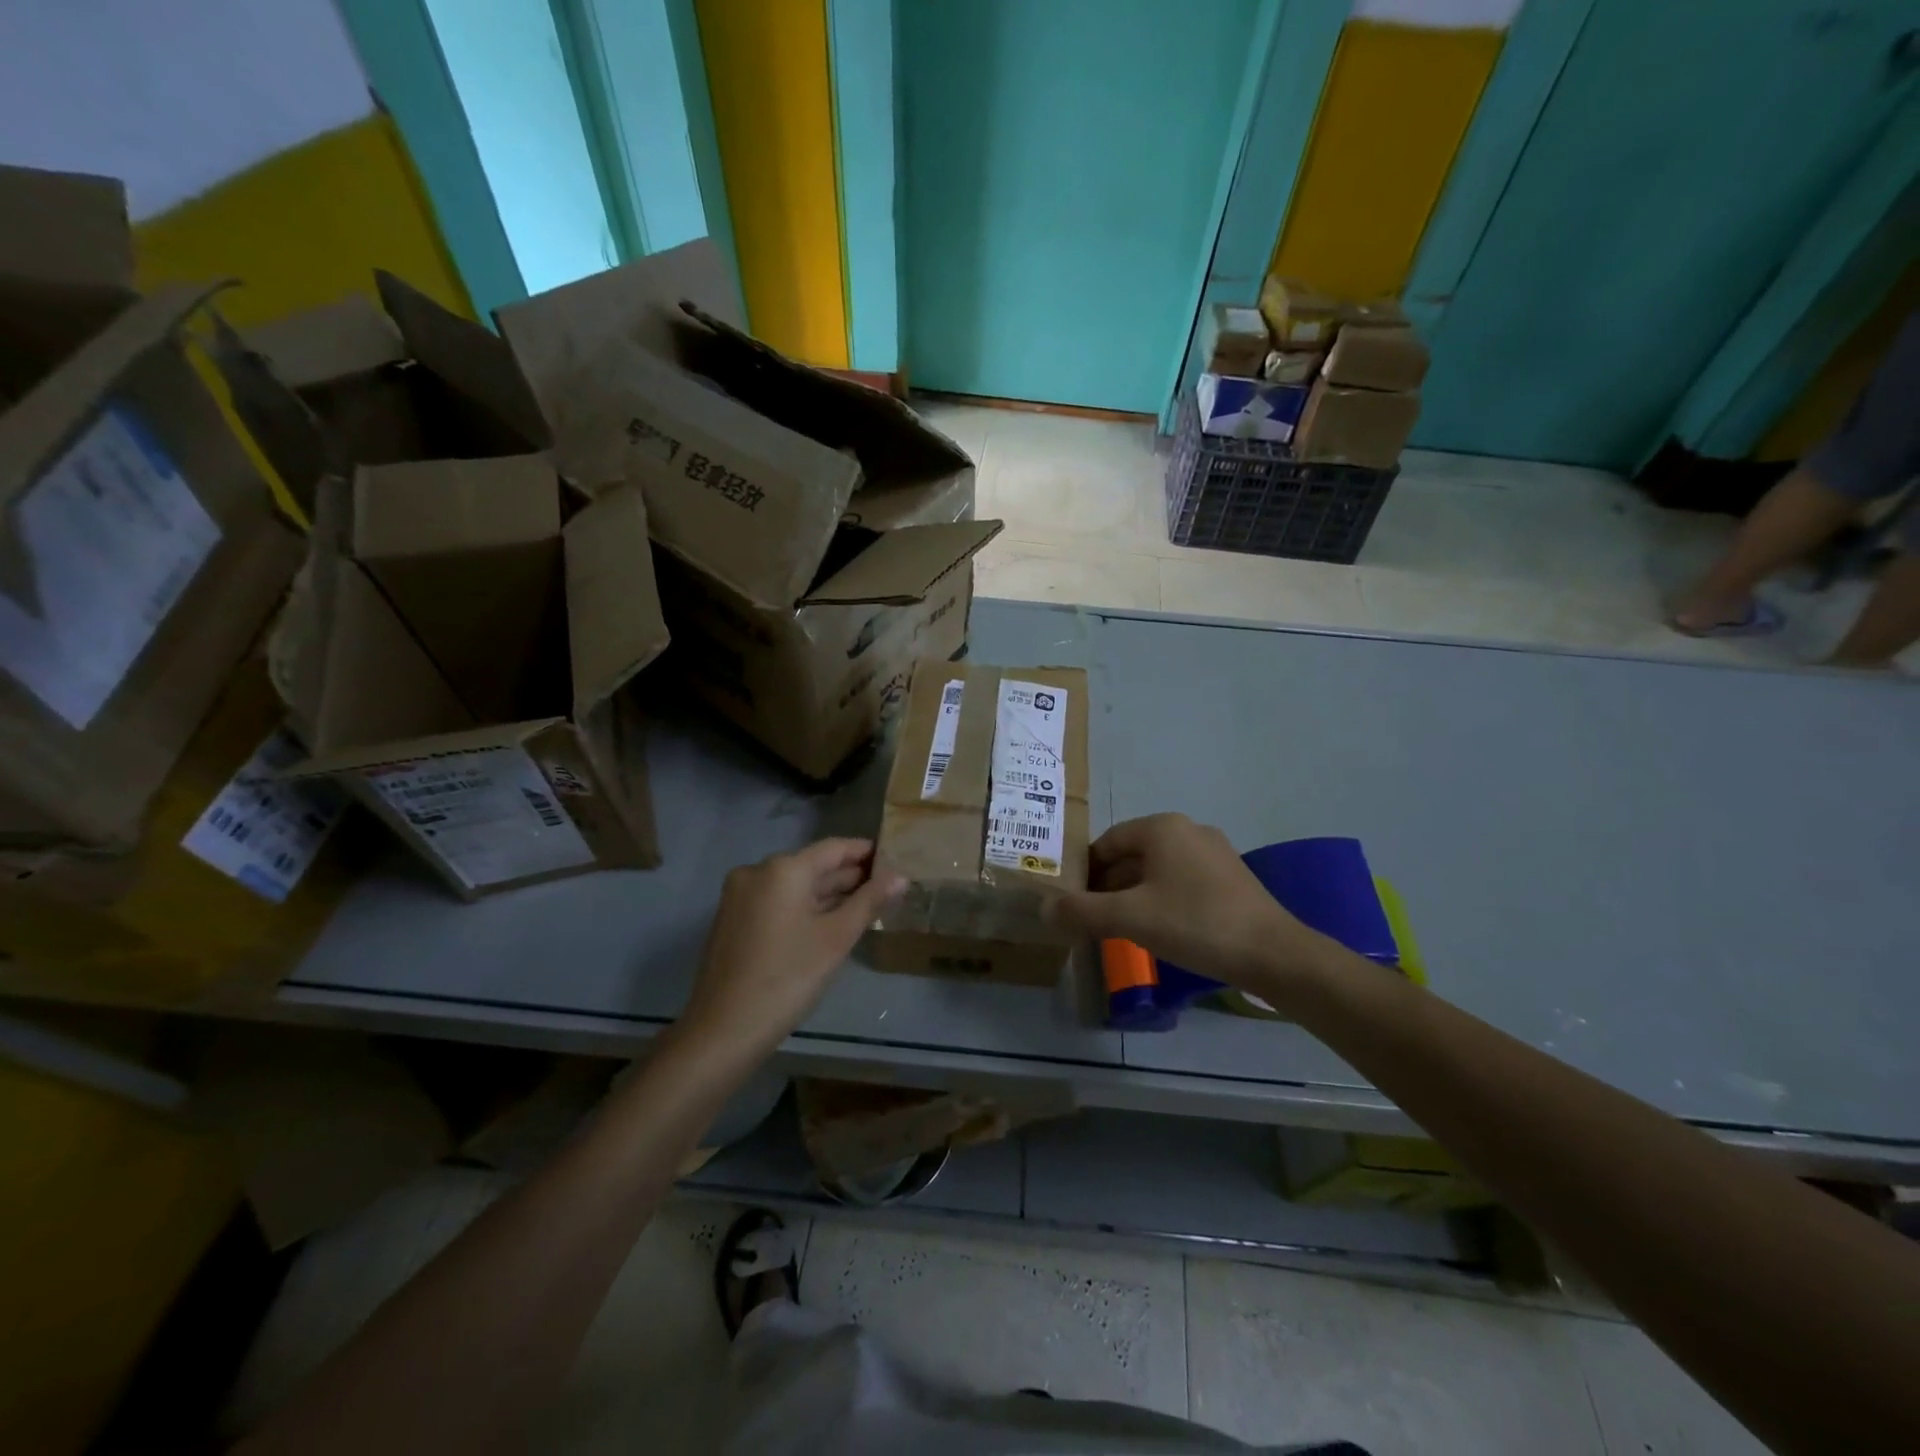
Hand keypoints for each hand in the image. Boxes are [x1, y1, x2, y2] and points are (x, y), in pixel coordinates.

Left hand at [679, 838, 904, 1060]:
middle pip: (813, 865)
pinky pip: (777, 901)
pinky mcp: (733, 919)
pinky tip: (829, 922)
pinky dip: (804, 907)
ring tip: (867, 904)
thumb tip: (900, 876)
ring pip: (795, 885)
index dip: (866, 852)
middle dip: (849, 876)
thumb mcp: (836, 938)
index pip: (834, 848)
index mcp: (783, 868)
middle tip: (887, 887)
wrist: (724, 1029)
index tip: (895, 859)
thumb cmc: (788, 977)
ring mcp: (741, 895)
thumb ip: (869, 901)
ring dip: (828, 893)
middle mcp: (758, 871)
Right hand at [1050, 814, 1337, 1000]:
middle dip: (1106, 886)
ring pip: (1156, 871)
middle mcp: (1188, 831)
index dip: (1083, 872)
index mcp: (1162, 828)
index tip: (1070, 902)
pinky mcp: (1230, 879)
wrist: (1274, 955)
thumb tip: (1043, 908)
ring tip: (1118, 928)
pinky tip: (1158, 930)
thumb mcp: (1130, 918)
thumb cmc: (1196, 923)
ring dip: (1132, 895)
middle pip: (1131, 855)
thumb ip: (1081, 911)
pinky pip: (1180, 883)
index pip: (1106, 842)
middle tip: (1089, 919)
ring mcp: (1213, 854)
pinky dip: (1160, 900)